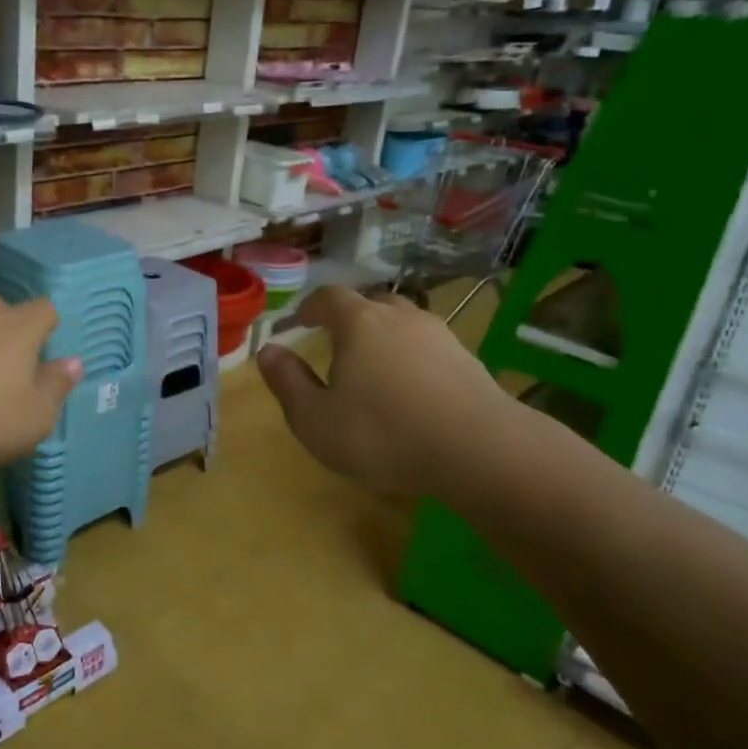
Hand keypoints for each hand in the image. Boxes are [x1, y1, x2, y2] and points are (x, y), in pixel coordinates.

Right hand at [256, 286, 521, 498]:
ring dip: (385, 337)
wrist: (479, 450)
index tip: (300, 322)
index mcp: (358, 323)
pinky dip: (413, 359)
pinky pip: (429, 348)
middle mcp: (399, 317)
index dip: (310, 307)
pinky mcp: (468, 360)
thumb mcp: (314, 418)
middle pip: (370, 303)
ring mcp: (439, 336)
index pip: (328, 297)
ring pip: (404, 323)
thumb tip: (268, 351)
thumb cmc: (382, 433)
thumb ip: (287, 382)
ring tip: (375, 367)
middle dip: (349, 318)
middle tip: (337, 343)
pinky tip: (411, 390)